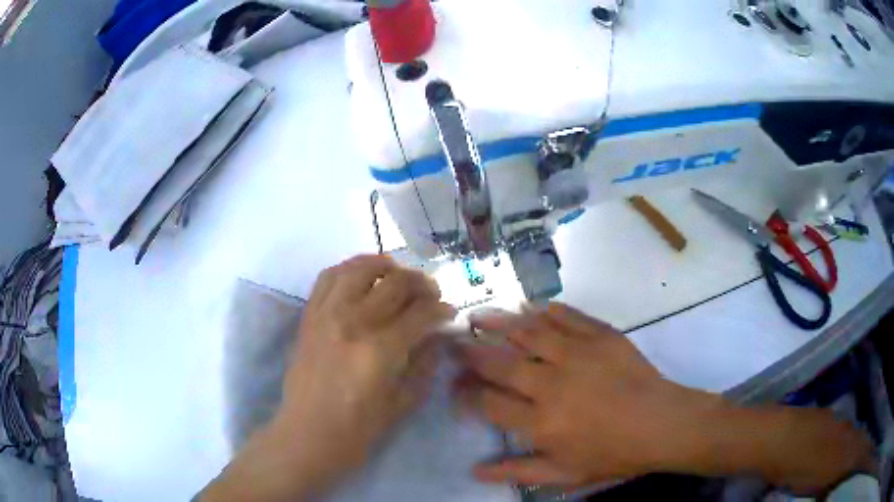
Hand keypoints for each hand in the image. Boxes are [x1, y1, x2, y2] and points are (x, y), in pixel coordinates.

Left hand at [201, 255, 455, 500]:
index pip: (421, 312)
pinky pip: (328, 277)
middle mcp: (353, 322)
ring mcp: (326, 315)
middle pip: (395, 283)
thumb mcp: (402, 403)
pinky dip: (349, 269)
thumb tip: (437, 335)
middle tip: (431, 295)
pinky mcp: (309, 316)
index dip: (442, 309)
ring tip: (398, 274)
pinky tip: (362, 277)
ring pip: (360, 269)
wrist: (307, 435)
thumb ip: (424, 364)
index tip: (449, 313)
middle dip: (421, 284)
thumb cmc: (358, 429)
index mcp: (381, 350)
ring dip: (385, 265)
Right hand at [460, 303, 875, 492]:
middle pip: (500, 363)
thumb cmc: (614, 455)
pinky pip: (566, 317)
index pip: (488, 402)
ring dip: (500, 322)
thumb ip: (518, 471)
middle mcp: (551, 385)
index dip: (465, 393)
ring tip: (479, 316)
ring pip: (528, 332)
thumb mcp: (564, 476)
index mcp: (541, 422)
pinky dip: (546, 311)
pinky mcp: (601, 336)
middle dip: (470, 351)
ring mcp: (578, 355)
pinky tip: (532, 309)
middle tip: (454, 341)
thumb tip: (475, 470)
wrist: (663, 424)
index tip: (454, 387)